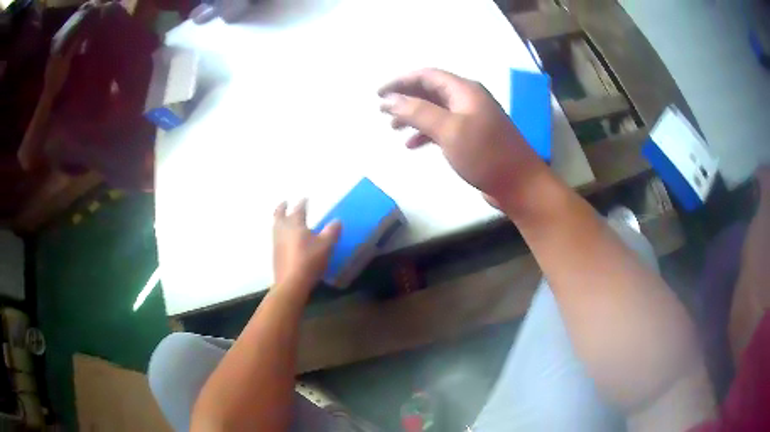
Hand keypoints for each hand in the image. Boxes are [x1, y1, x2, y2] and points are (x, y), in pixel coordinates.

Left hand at [272, 200, 341, 293]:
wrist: (291, 282)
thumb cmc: (309, 260)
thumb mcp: (326, 245)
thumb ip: (331, 231)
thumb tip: (336, 221)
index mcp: (295, 224)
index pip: (299, 209)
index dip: (303, 203)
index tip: (305, 198)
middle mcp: (283, 230)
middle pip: (279, 214)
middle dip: (282, 207)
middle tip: (285, 203)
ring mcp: (276, 242)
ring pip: (275, 226)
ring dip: (279, 220)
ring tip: (283, 219)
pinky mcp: (275, 254)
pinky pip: (276, 238)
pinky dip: (279, 233)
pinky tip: (284, 238)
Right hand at [378, 68, 546, 205]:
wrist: (519, 184)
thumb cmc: (485, 154)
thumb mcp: (449, 130)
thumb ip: (418, 112)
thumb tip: (390, 100)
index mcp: (464, 90)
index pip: (426, 76)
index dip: (400, 82)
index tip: (379, 94)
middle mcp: (467, 99)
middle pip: (430, 91)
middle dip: (405, 99)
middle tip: (383, 112)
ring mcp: (471, 118)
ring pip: (435, 110)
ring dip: (413, 116)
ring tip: (393, 128)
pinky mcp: (472, 137)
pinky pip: (443, 127)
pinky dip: (426, 133)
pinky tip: (412, 145)